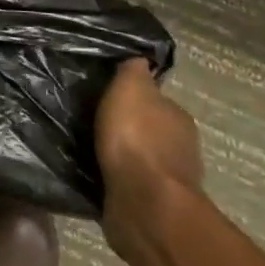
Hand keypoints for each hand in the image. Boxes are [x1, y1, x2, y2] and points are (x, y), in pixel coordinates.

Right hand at [94, 59, 202, 254]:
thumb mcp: (130, 88)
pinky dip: (113, 177)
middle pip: (148, 129)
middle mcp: (179, 147)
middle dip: (124, 126)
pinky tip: (92, 172)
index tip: (104, 95)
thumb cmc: (137, 139)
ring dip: (118, 154)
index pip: (155, 99)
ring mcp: (165, 180)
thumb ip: (133, 71)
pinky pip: (126, 183)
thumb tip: (138, 59)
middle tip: (91, 120)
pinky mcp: (149, 206)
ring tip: (86, 147)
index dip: (131, 96)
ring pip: (137, 158)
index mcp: (177, 117)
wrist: (144, 204)